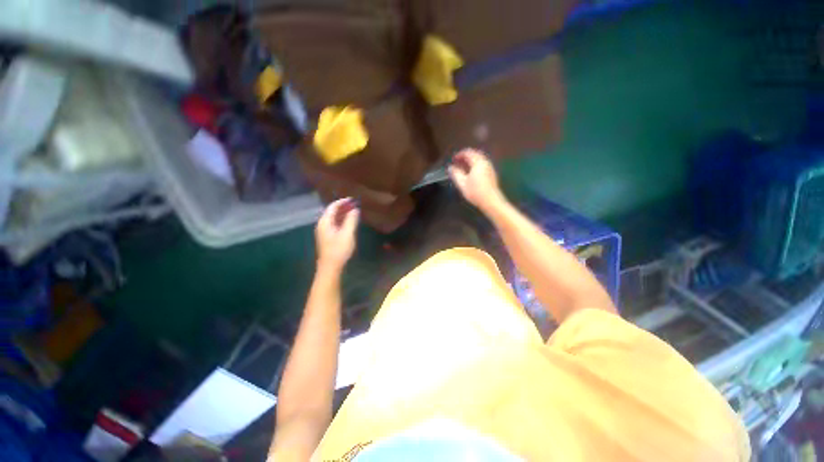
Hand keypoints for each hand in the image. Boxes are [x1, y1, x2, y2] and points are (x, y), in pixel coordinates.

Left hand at [316, 198, 358, 271]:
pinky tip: (349, 222)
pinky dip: (341, 220)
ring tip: (354, 212)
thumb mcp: (347, 233)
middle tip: (355, 205)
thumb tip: (355, 209)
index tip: (353, 199)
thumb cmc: (339, 249)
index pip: (333, 207)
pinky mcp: (327, 237)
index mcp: (325, 222)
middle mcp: (322, 224)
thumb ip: (351, 220)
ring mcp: (324, 231)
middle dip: (343, 207)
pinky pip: (334, 224)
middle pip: (332, 211)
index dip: (343, 201)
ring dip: (343, 214)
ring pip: (333, 218)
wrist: (330, 267)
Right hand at [448, 148, 505, 212]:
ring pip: (479, 160)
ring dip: (470, 161)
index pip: (468, 153)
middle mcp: (485, 163)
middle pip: (475, 154)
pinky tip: (471, 173)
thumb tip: (451, 167)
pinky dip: (475, 165)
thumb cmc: (475, 192)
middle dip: (465, 157)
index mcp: (478, 162)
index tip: (453, 159)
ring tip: (463, 167)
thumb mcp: (462, 183)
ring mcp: (490, 168)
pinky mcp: (492, 174)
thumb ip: (456, 173)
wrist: (491, 201)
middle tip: (458, 162)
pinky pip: (482, 165)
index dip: (459, 154)